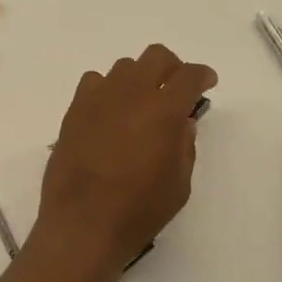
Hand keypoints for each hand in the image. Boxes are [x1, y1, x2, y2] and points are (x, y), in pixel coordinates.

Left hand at [35, 45, 217, 281]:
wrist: (81, 225)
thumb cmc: (138, 211)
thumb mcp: (179, 185)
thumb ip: (184, 146)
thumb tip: (182, 122)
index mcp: (163, 111)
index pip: (189, 76)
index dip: (202, 75)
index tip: (207, 83)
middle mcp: (131, 93)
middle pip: (156, 56)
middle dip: (172, 68)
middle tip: (176, 90)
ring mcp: (99, 97)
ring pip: (125, 67)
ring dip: (140, 79)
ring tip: (141, 106)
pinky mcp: (74, 108)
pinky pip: (95, 82)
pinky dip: (108, 90)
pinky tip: (110, 113)